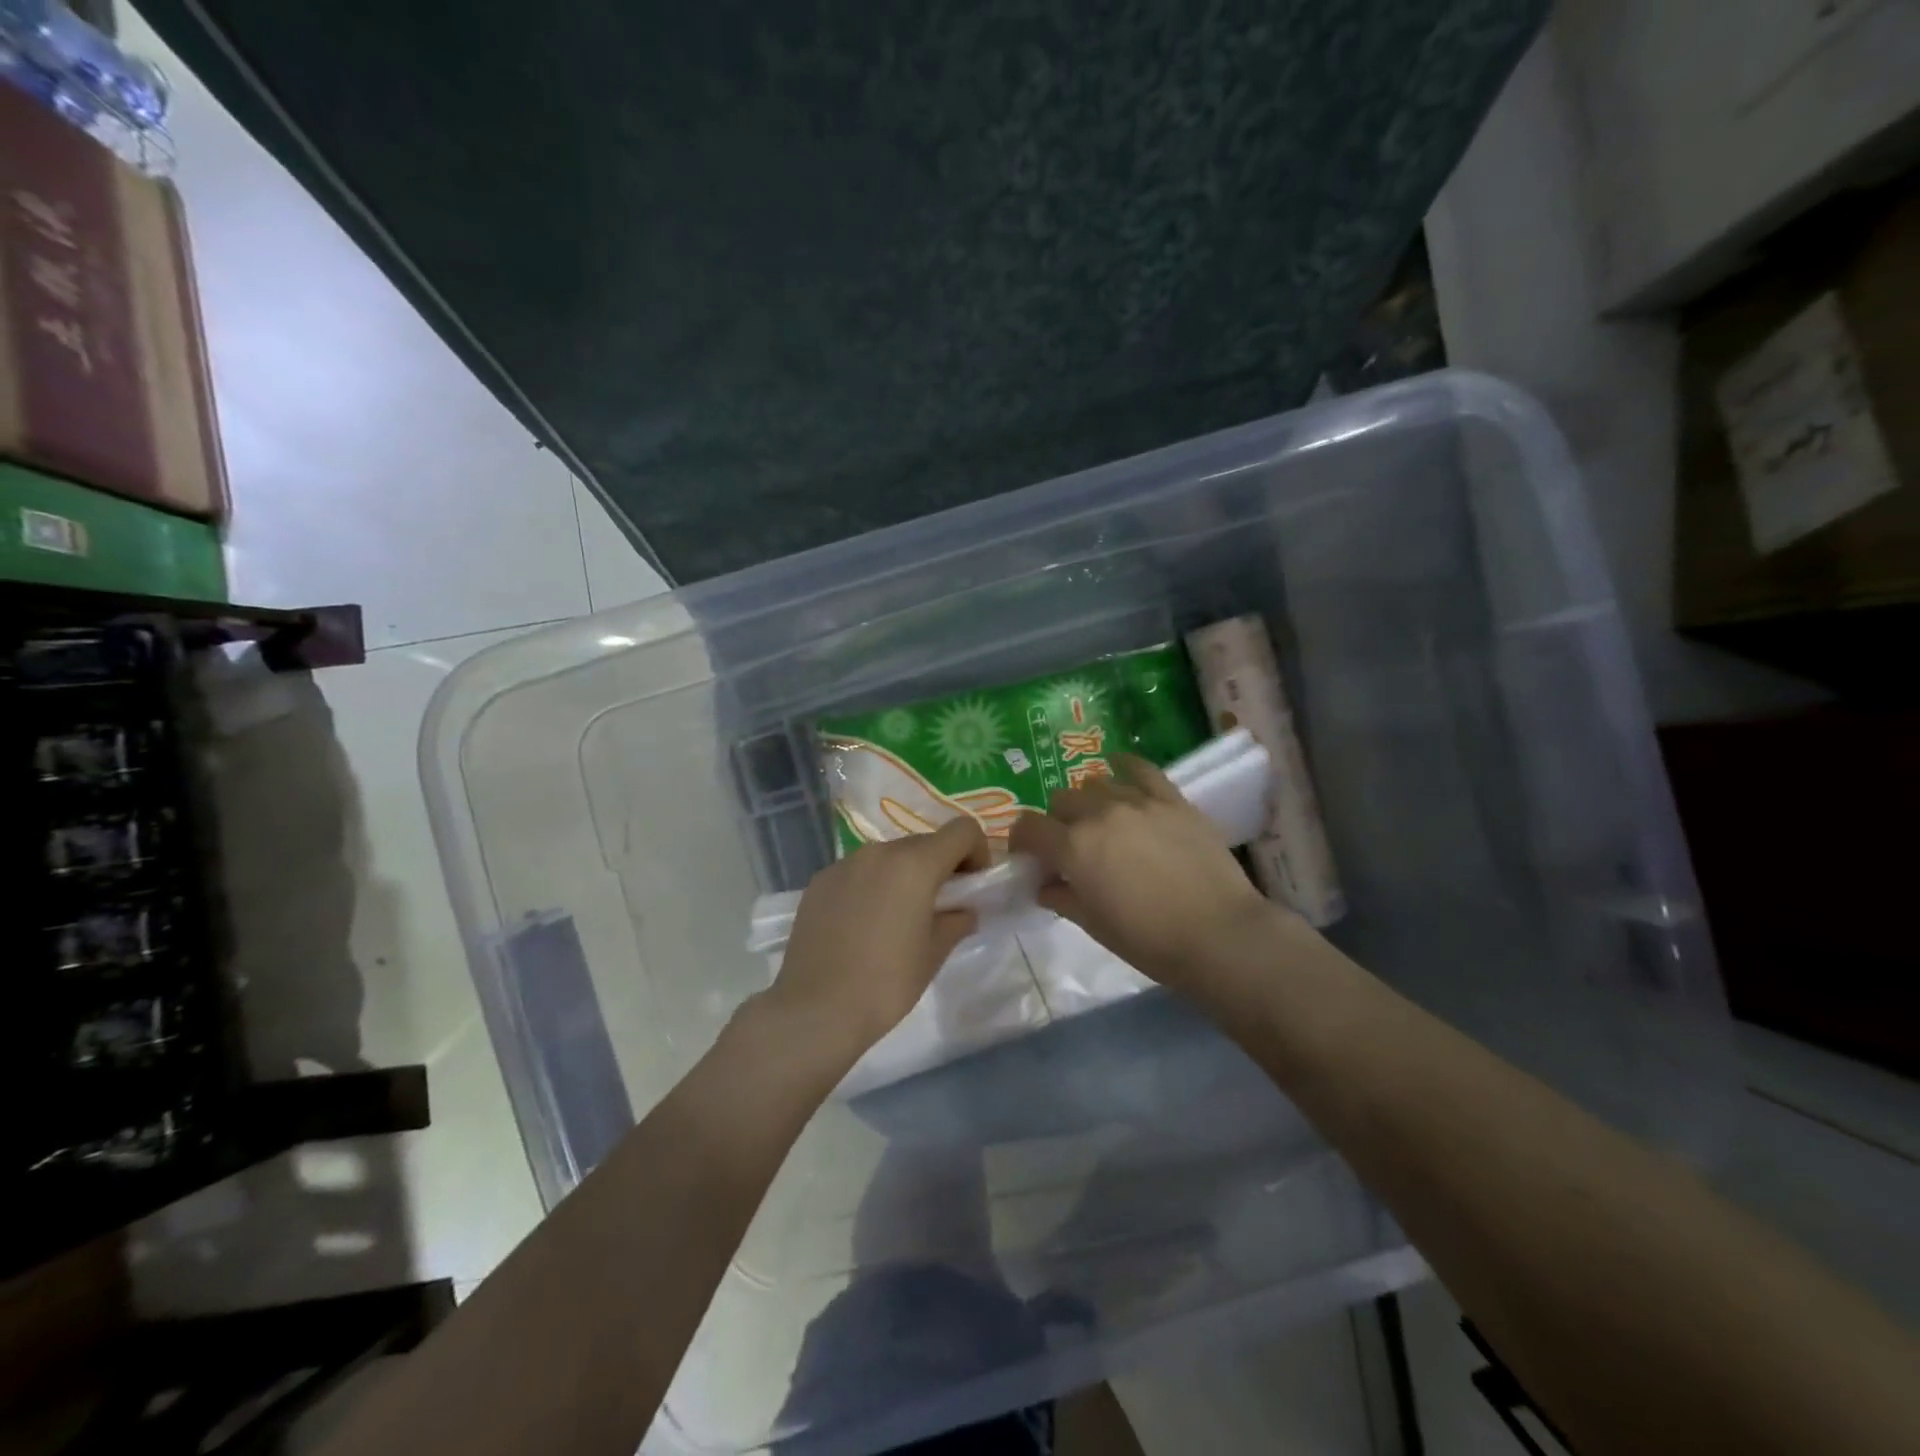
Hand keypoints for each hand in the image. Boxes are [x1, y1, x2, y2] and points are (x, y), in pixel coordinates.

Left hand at [768, 817, 990, 1054]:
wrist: (815, 1009)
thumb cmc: (886, 983)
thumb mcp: (934, 954)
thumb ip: (956, 921)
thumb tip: (963, 910)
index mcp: (915, 864)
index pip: (962, 830)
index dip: (977, 852)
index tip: (972, 886)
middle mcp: (879, 852)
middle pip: (924, 843)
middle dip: (940, 866)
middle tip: (939, 907)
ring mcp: (845, 863)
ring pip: (889, 856)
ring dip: (904, 875)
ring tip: (898, 918)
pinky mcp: (820, 881)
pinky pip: (859, 872)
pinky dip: (872, 886)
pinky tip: (863, 925)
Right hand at [1009, 754, 1287, 994]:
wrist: (1219, 935)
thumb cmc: (1149, 941)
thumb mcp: (1094, 925)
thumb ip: (1062, 898)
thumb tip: (1045, 885)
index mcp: (1073, 848)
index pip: (1030, 828)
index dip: (1022, 839)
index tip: (1028, 853)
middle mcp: (1098, 814)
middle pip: (1061, 801)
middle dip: (1057, 821)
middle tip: (1071, 845)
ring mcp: (1137, 801)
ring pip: (1096, 783)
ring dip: (1089, 800)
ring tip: (1102, 819)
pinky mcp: (1171, 799)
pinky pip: (1141, 768)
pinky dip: (1125, 766)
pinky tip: (1121, 768)